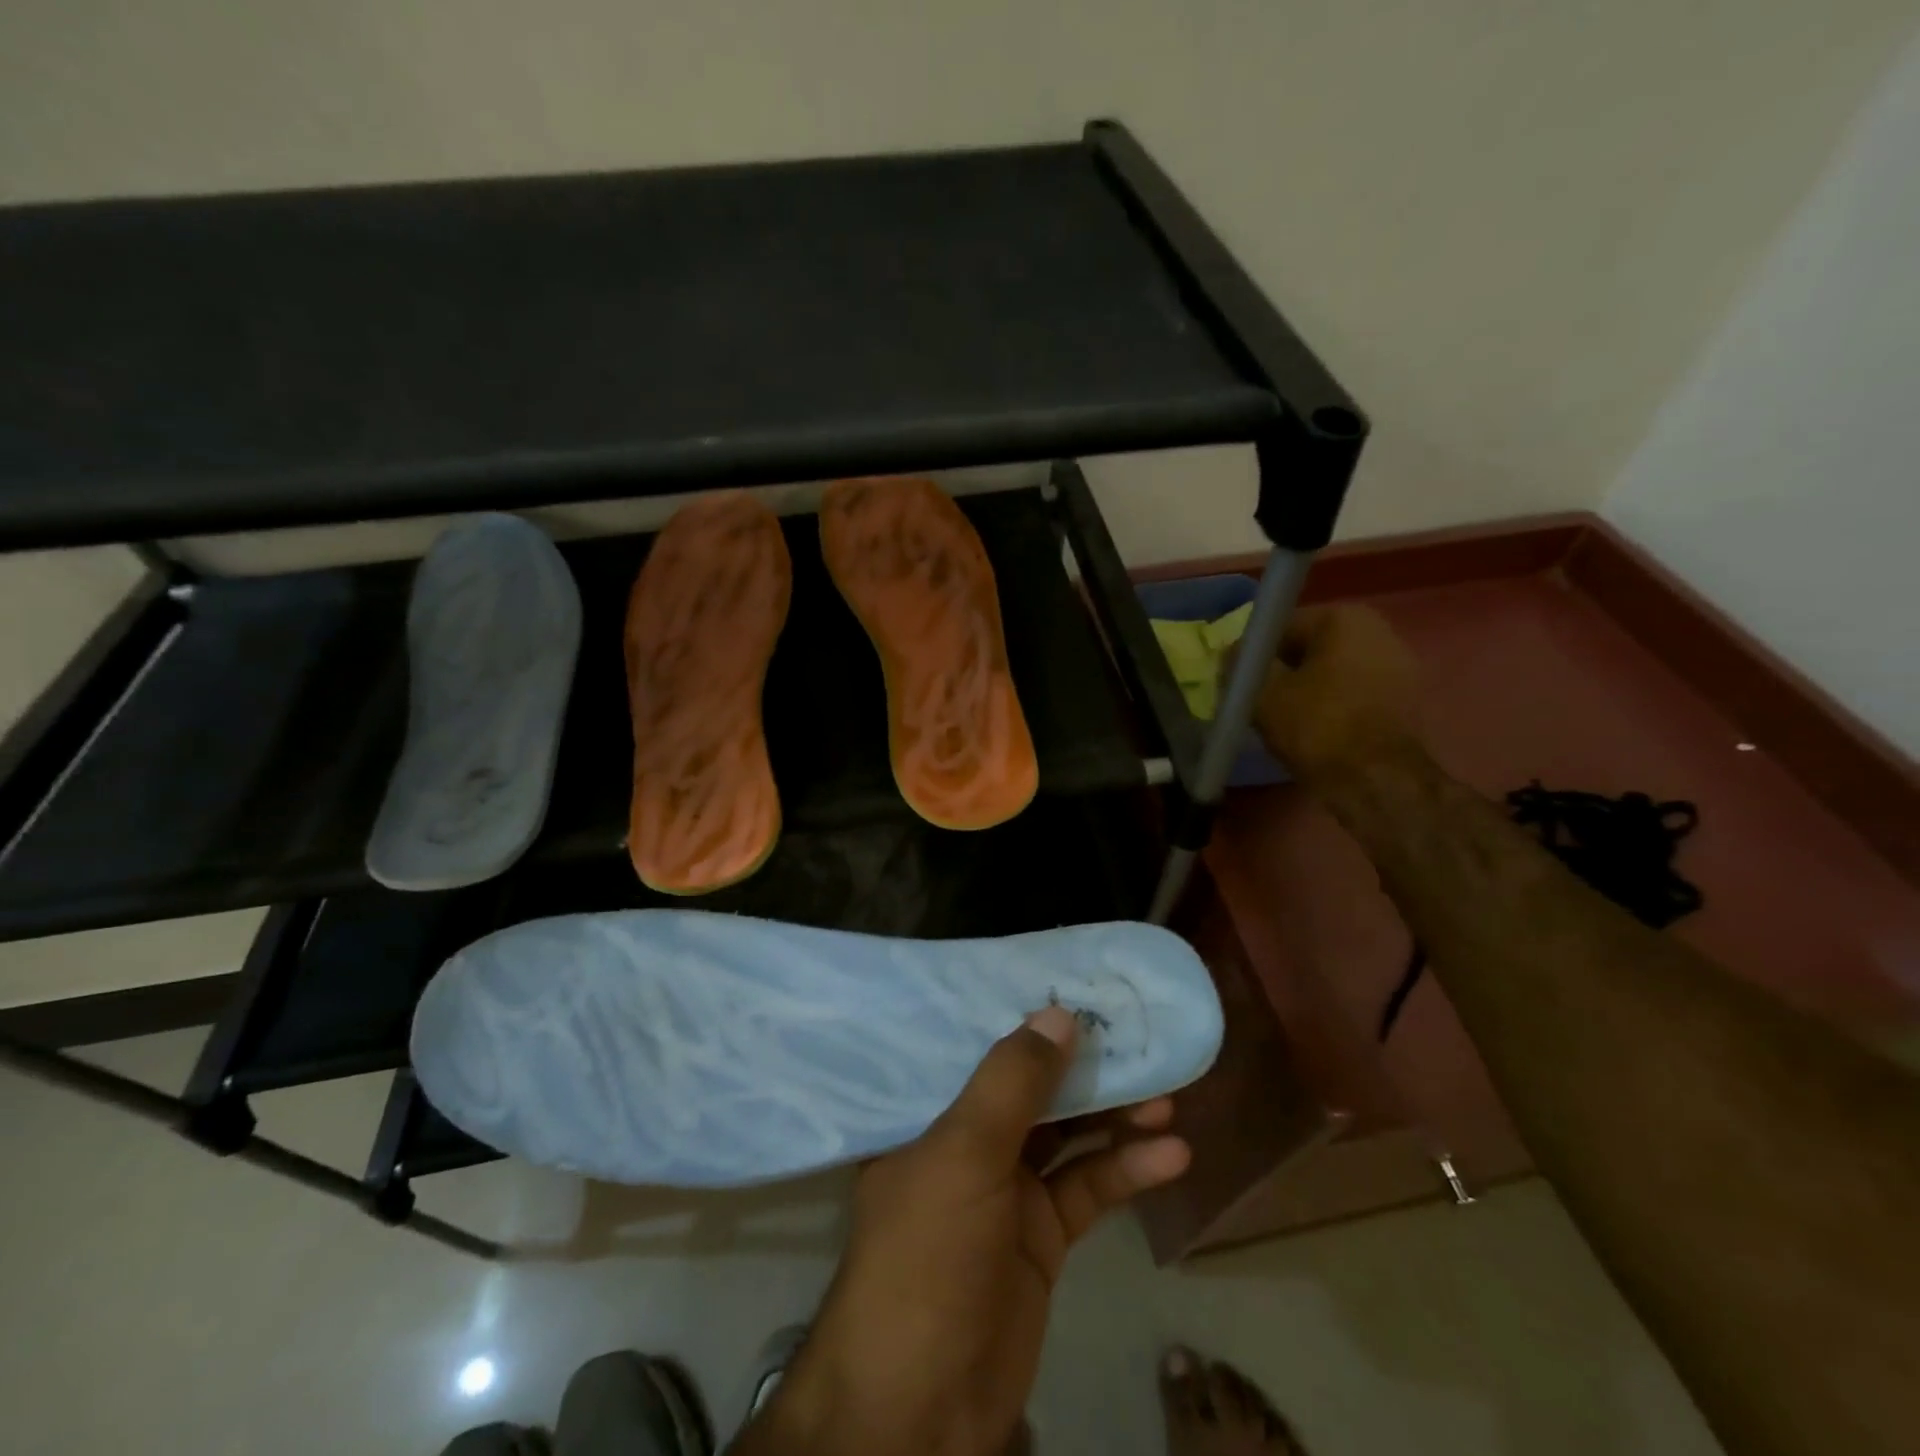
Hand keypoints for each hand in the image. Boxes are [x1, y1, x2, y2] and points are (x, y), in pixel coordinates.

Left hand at [736, 1005, 1190, 1455]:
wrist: (922, 1408)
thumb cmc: (927, 1256)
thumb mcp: (963, 1156)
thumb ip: (1010, 1083)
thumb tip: (1058, 1015)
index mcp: (929, 1113)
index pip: (977, 1046)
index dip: (1023, 1017)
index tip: (1071, 983)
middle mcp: (966, 1142)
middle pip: (1032, 1088)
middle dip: (1083, 1066)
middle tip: (1136, 1037)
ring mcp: (1006, 1190)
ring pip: (1068, 1135)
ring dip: (1115, 1116)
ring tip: (1167, 1095)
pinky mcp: (1042, 1236)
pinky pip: (1088, 1189)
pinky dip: (1127, 1171)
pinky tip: (1172, 1156)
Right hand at [1250, 604, 1418, 783]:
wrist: (1377, 782)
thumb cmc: (1317, 726)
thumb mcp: (1263, 693)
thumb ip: (1244, 664)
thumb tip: (1236, 651)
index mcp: (1344, 618)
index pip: (1280, 627)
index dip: (1254, 656)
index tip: (1240, 683)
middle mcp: (1379, 630)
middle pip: (1309, 648)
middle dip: (1283, 671)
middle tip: (1258, 703)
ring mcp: (1399, 666)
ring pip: (1332, 672)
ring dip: (1307, 690)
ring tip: (1284, 721)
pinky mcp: (1406, 700)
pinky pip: (1352, 693)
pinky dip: (1331, 706)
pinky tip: (1314, 731)